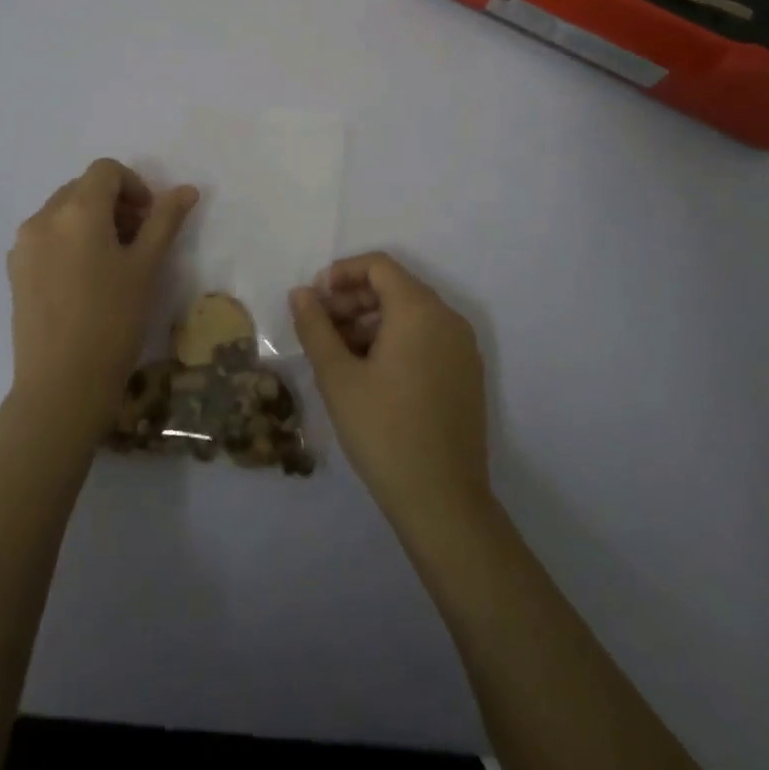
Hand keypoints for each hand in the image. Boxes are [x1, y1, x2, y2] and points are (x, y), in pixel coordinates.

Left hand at [6, 159, 197, 438]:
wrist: (61, 385)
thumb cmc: (113, 321)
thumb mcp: (146, 267)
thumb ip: (165, 220)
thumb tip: (187, 189)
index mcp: (77, 210)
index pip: (106, 170)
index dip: (134, 185)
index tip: (150, 219)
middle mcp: (43, 217)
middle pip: (82, 188)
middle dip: (113, 203)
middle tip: (137, 239)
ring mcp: (23, 245)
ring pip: (62, 212)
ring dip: (91, 220)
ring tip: (112, 261)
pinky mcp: (15, 271)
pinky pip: (46, 236)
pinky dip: (69, 240)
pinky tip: (85, 279)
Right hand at [290, 254, 490, 527]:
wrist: (443, 503)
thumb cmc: (384, 431)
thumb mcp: (338, 377)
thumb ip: (315, 326)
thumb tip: (302, 293)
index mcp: (420, 310)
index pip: (379, 266)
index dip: (342, 273)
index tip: (314, 299)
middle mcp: (448, 319)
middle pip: (395, 288)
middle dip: (353, 300)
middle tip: (320, 329)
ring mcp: (462, 348)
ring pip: (410, 315)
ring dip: (371, 323)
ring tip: (338, 355)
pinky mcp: (467, 375)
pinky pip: (427, 339)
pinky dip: (395, 341)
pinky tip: (369, 374)